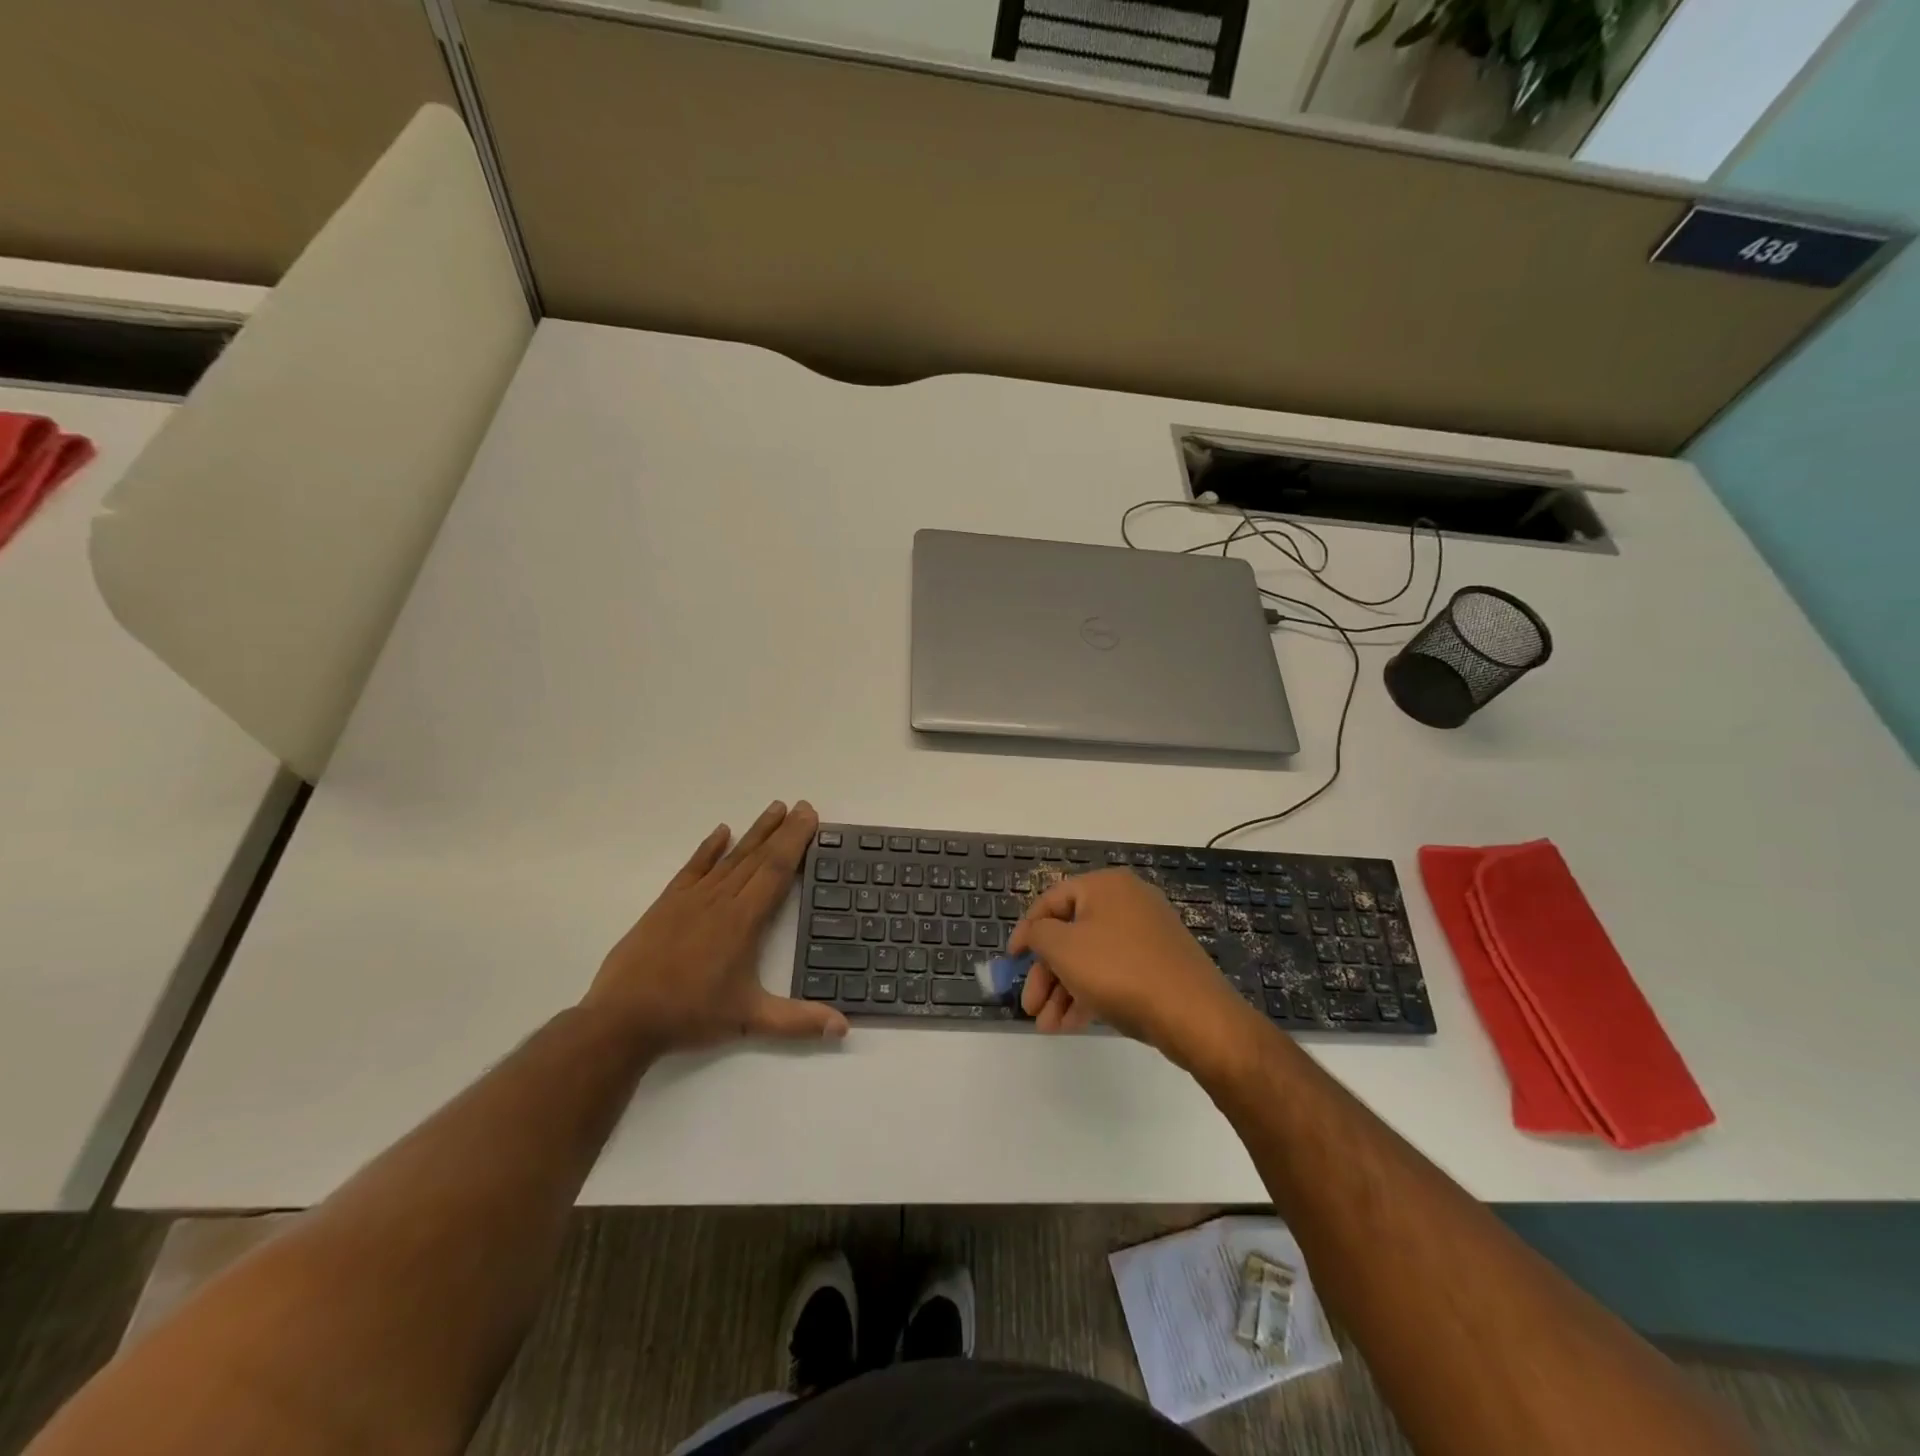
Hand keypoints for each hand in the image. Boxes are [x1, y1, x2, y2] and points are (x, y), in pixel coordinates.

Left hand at [582, 800, 847, 1052]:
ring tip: (773, 809)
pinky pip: (692, 868)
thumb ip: (798, 1021)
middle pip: (757, 856)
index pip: (776, 870)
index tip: (809, 816)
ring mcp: (691, 899)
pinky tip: (721, 832)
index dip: (795, 841)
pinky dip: (708, 848)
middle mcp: (720, 900)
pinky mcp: (666, 904)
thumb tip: (844, 1027)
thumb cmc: (690, 1015)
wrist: (622, 1019)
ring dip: (754, 832)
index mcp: (743, 921)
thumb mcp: (749, 1020)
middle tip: (801, 805)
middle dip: (782, 830)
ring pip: (730, 858)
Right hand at [1009, 868, 1255, 1063]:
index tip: (1011, 961)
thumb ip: (1038, 934)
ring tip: (1046, 1026)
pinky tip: (1070, 1024)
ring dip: (1063, 990)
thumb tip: (1035, 932)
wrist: (1194, 1014)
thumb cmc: (1120, 970)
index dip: (1026, 931)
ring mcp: (1147, 934)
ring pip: (1091, 957)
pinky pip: (1113, 972)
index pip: (1051, 900)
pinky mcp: (1159, 964)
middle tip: (1029, 1006)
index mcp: (1106, 885)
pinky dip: (1089, 993)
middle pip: (1071, 933)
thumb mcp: (1064, 948)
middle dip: (1045, 973)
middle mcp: (1127, 901)